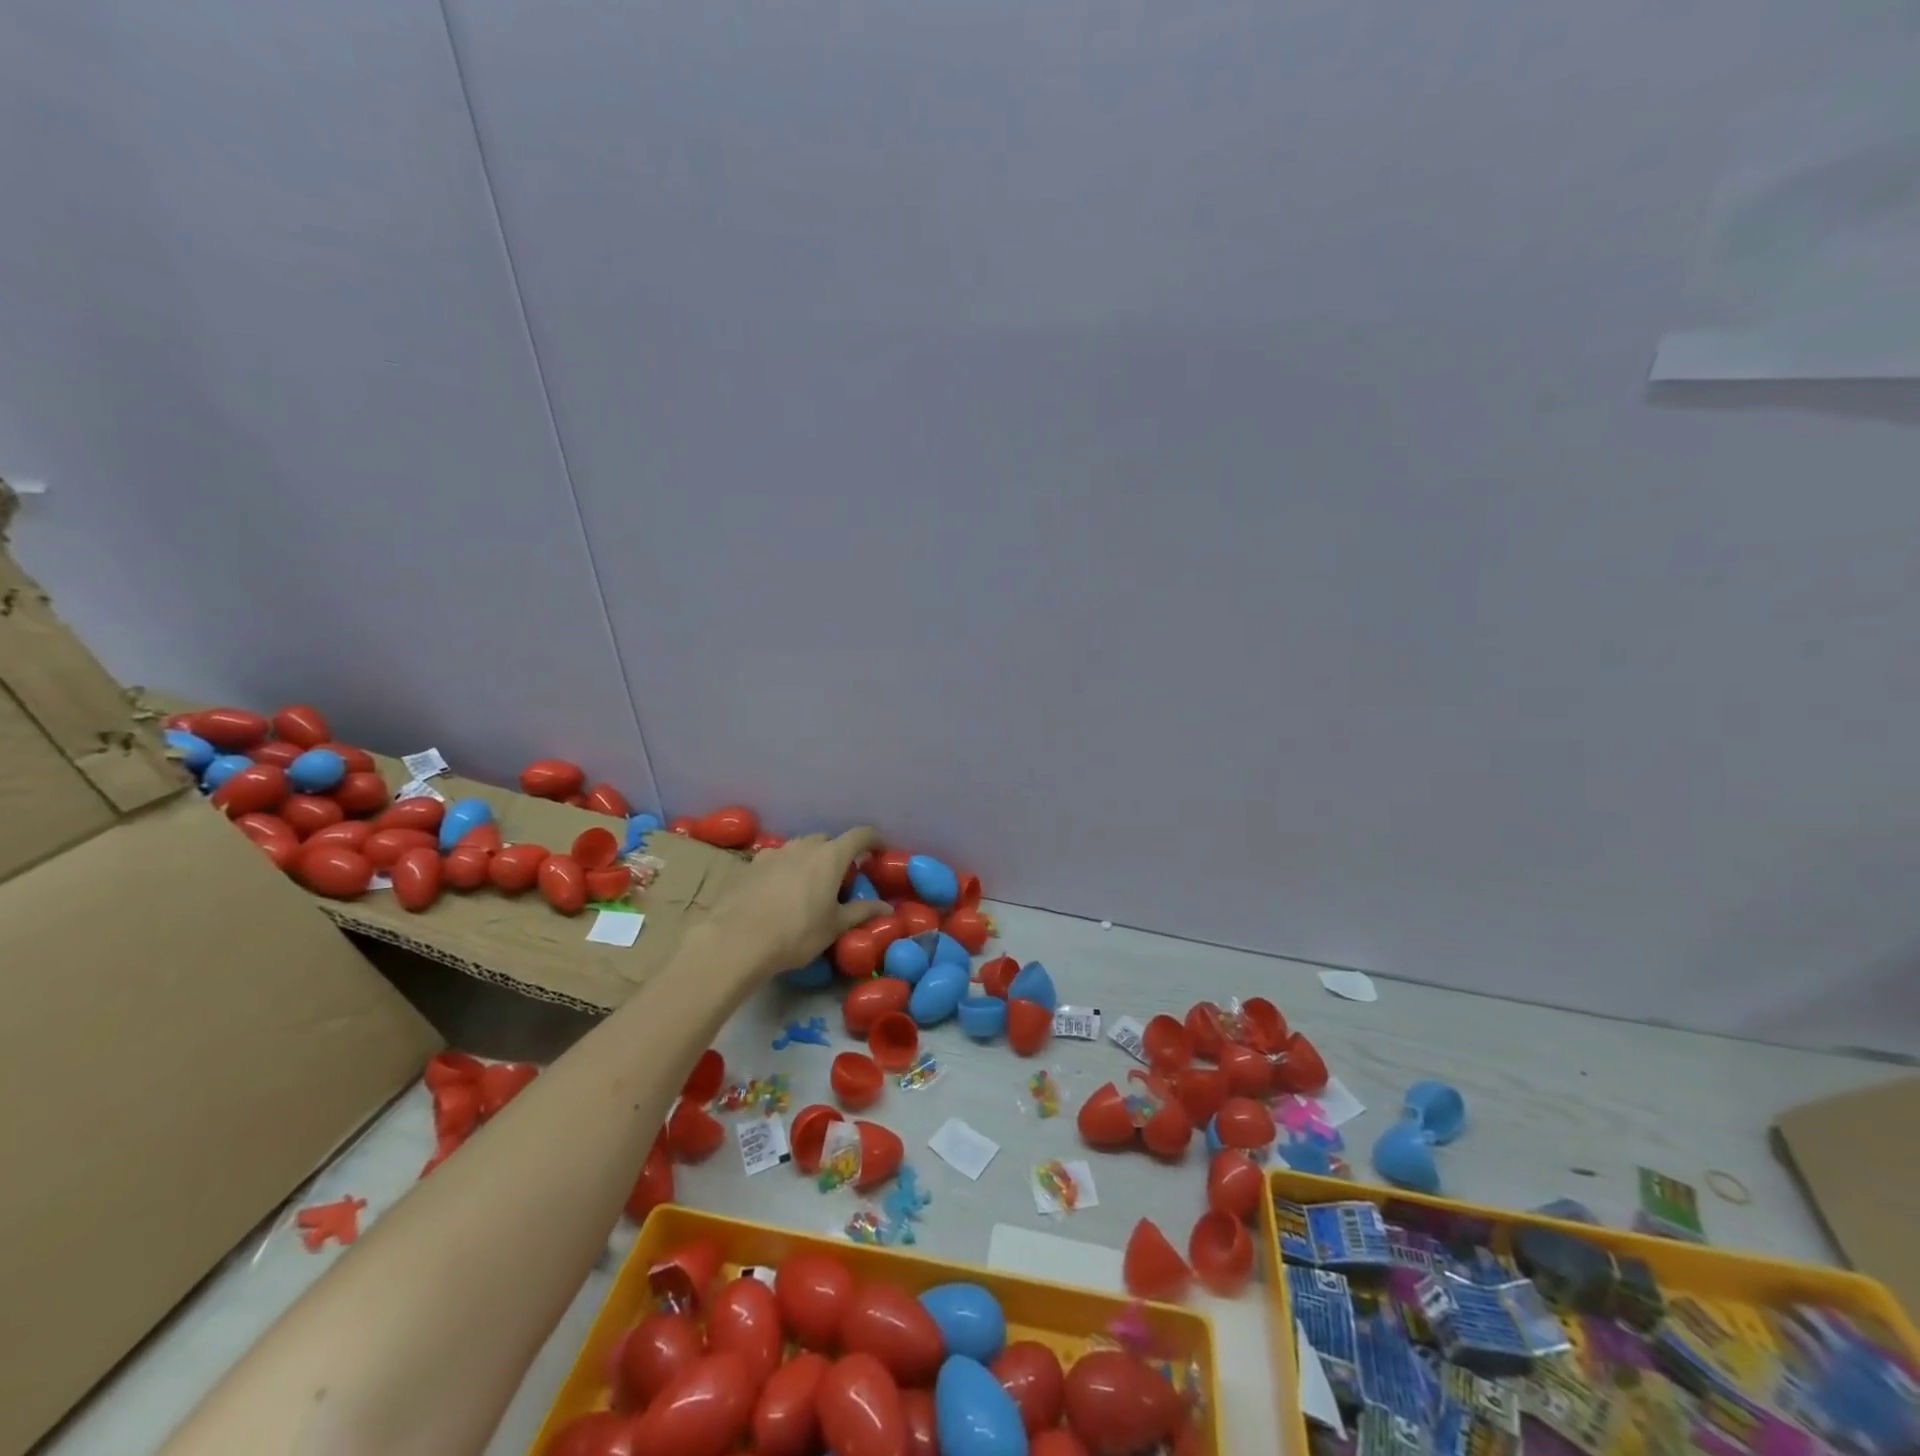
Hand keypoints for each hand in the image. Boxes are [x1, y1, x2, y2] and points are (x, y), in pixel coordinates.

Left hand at [705, 827, 887, 975]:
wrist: (736, 940)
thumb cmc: (796, 933)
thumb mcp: (834, 927)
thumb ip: (862, 912)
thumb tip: (887, 908)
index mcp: (830, 856)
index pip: (861, 835)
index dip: (875, 839)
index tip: (880, 851)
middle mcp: (803, 846)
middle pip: (827, 841)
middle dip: (837, 855)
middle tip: (840, 880)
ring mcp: (774, 853)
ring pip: (800, 849)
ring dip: (809, 861)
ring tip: (808, 887)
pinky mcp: (751, 865)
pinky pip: (776, 860)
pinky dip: (785, 870)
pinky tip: (779, 893)